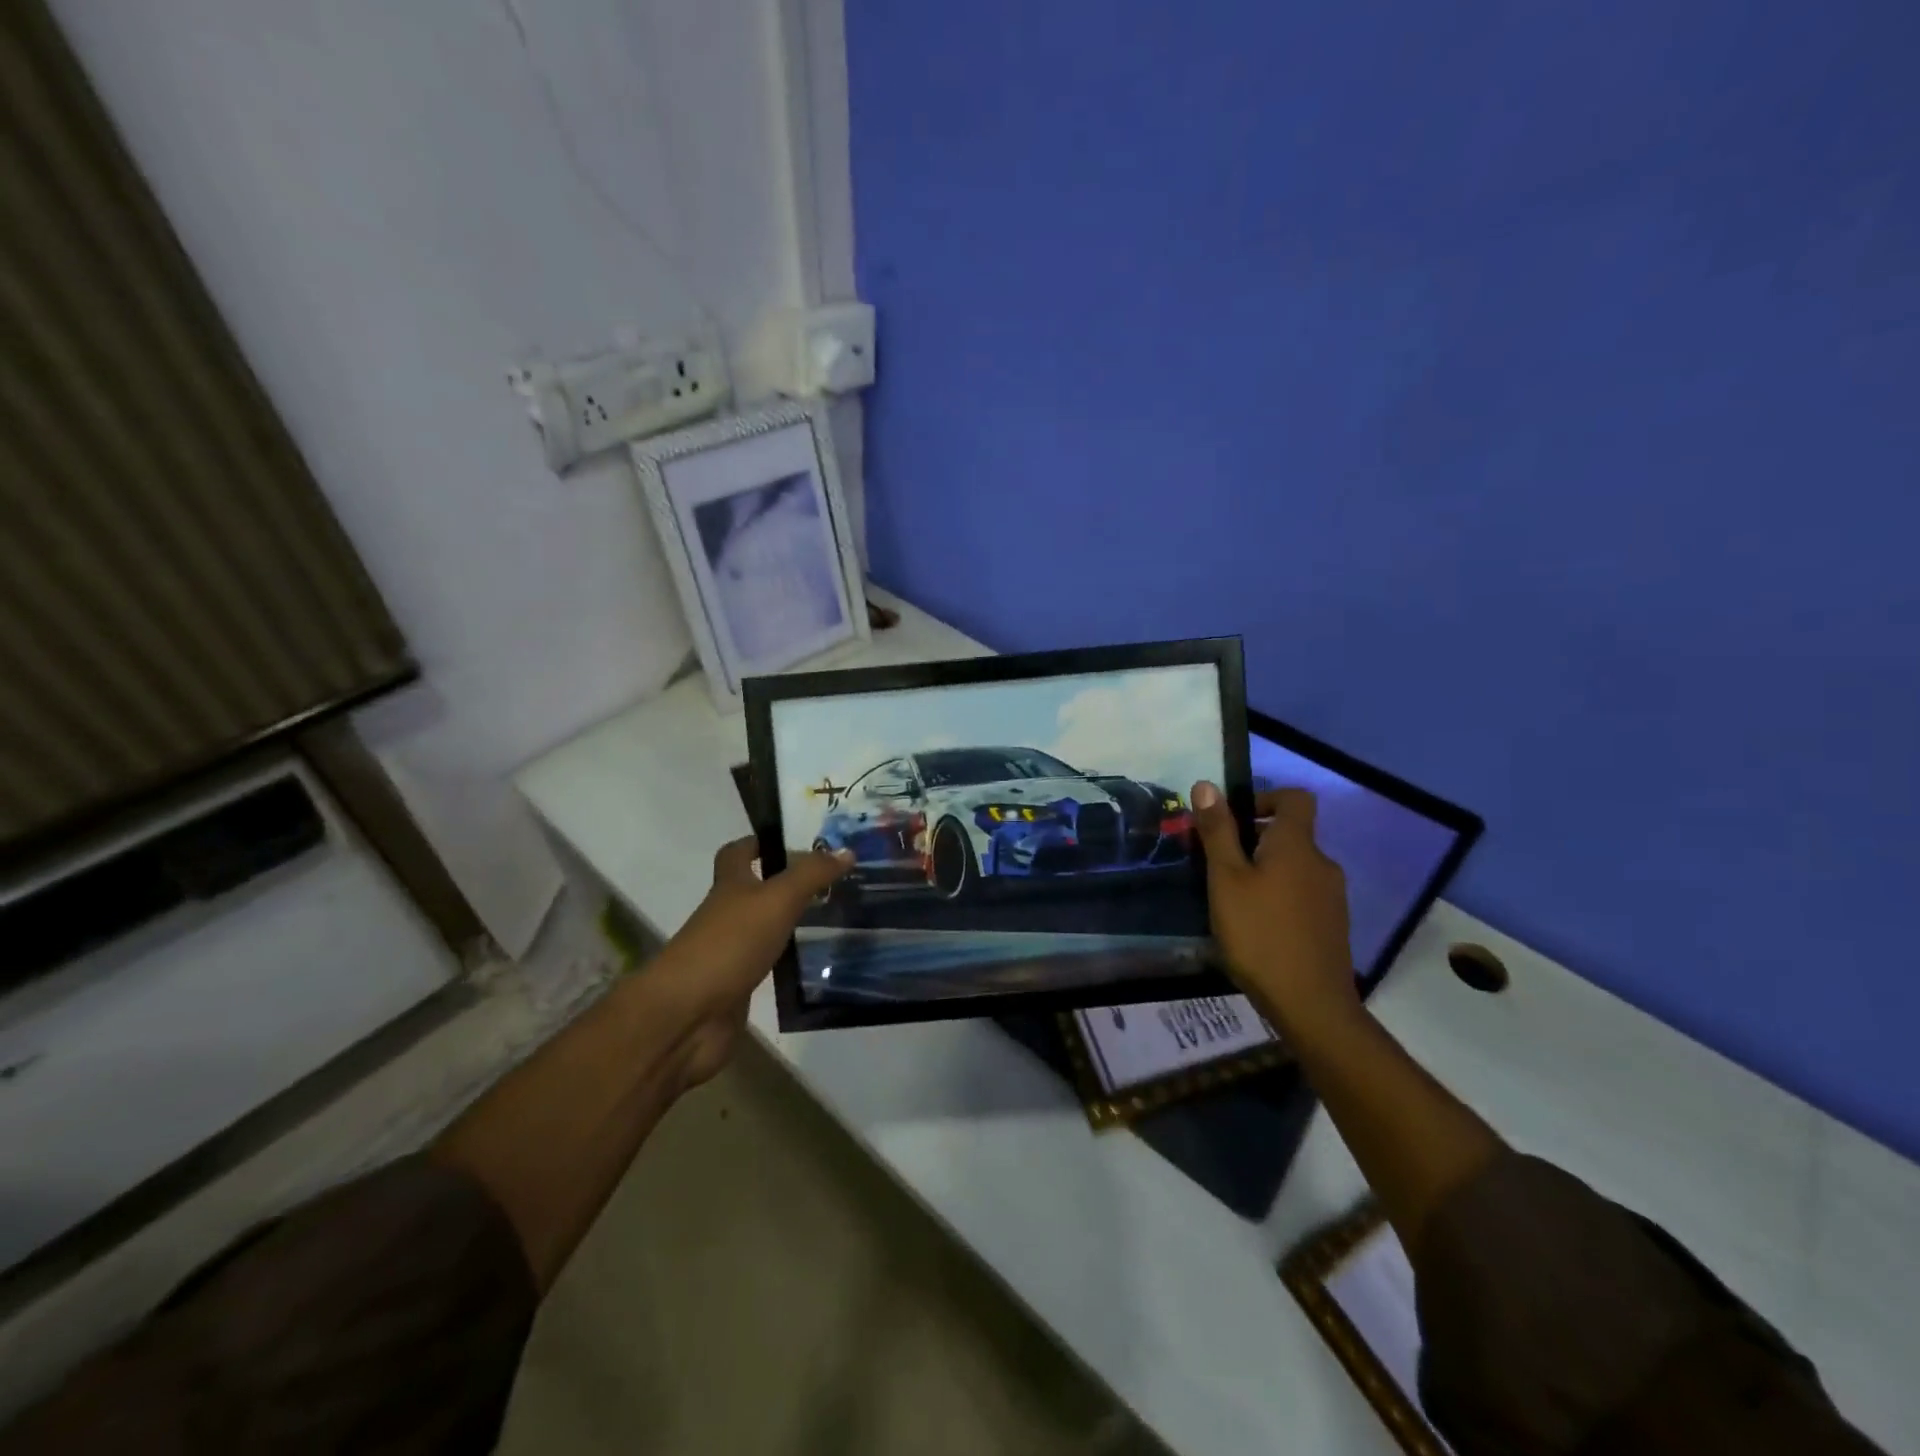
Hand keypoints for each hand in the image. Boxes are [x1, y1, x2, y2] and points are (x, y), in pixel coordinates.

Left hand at [658, 837, 852, 1087]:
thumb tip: (846, 850)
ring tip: (837, 916)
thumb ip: (811, 875)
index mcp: (730, 886)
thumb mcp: (776, 900)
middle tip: (833, 879)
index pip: (738, 853)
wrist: (688, 1016)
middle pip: (756, 890)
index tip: (794, 839)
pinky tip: (819, 960)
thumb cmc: (729, 944)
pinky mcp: (739, 985)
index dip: (759, 842)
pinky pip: (770, 964)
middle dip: (788, 883)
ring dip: (793, 921)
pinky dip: (790, 959)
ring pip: (766, 927)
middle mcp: (728, 914)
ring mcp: (731, 951)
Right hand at [1190, 782, 1361, 1034]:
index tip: (1232, 822)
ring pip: (1294, 867)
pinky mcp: (1332, 924)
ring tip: (1232, 901)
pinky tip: (1256, 927)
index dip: (1264, 799)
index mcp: (1296, 845)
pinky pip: (1302, 894)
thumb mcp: (1226, 880)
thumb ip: (1218, 832)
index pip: (1294, 798)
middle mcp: (1321, 863)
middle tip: (1218, 867)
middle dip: (1253, 841)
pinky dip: (1279, 897)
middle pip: (1290, 834)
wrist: (1311, 1005)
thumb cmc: (1260, 934)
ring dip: (1264, 871)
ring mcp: (1332, 896)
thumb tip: (1207, 785)